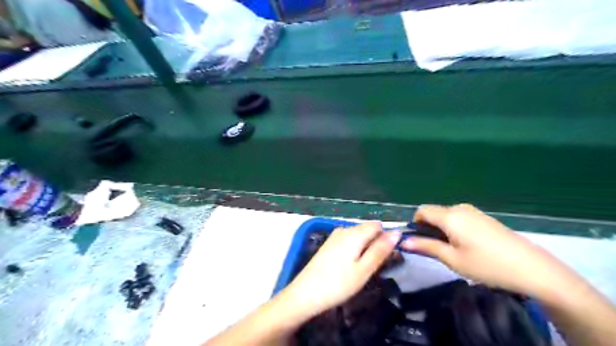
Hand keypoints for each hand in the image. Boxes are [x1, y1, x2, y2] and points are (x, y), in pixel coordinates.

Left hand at [282, 224, 402, 319]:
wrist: (305, 294)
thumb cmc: (338, 284)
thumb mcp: (364, 269)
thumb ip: (380, 250)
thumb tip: (397, 232)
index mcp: (354, 233)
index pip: (377, 226)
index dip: (385, 239)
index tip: (386, 258)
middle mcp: (344, 229)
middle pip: (367, 230)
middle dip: (375, 245)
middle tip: (372, 268)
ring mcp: (334, 236)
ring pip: (358, 237)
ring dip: (364, 249)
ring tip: (361, 271)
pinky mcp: (328, 244)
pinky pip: (348, 242)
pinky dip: (353, 251)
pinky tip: (348, 268)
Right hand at [400, 204, 577, 297]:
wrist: (533, 268)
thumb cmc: (487, 265)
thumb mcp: (452, 259)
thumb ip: (426, 247)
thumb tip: (403, 241)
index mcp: (450, 216)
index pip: (422, 211)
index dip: (415, 224)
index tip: (419, 241)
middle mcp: (460, 208)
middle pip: (434, 212)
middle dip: (429, 227)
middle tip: (437, 250)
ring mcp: (474, 211)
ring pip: (447, 215)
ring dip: (442, 228)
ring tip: (454, 250)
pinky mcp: (484, 217)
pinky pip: (460, 218)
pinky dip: (455, 228)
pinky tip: (469, 246)